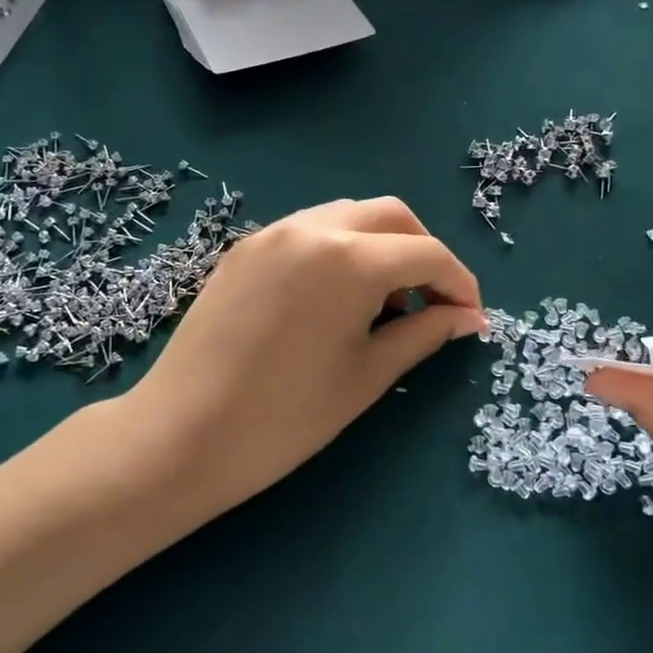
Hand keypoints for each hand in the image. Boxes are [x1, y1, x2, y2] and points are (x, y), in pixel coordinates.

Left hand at [130, 197, 485, 518]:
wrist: (180, 436)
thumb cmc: (285, 418)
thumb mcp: (367, 376)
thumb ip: (424, 335)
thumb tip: (467, 319)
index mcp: (349, 259)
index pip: (426, 254)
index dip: (460, 284)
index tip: (472, 318)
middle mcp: (312, 228)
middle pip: (391, 216)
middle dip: (423, 251)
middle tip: (432, 302)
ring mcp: (271, 233)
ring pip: (348, 216)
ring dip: (380, 247)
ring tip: (382, 305)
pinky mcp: (244, 249)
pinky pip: (308, 231)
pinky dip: (339, 251)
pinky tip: (335, 298)